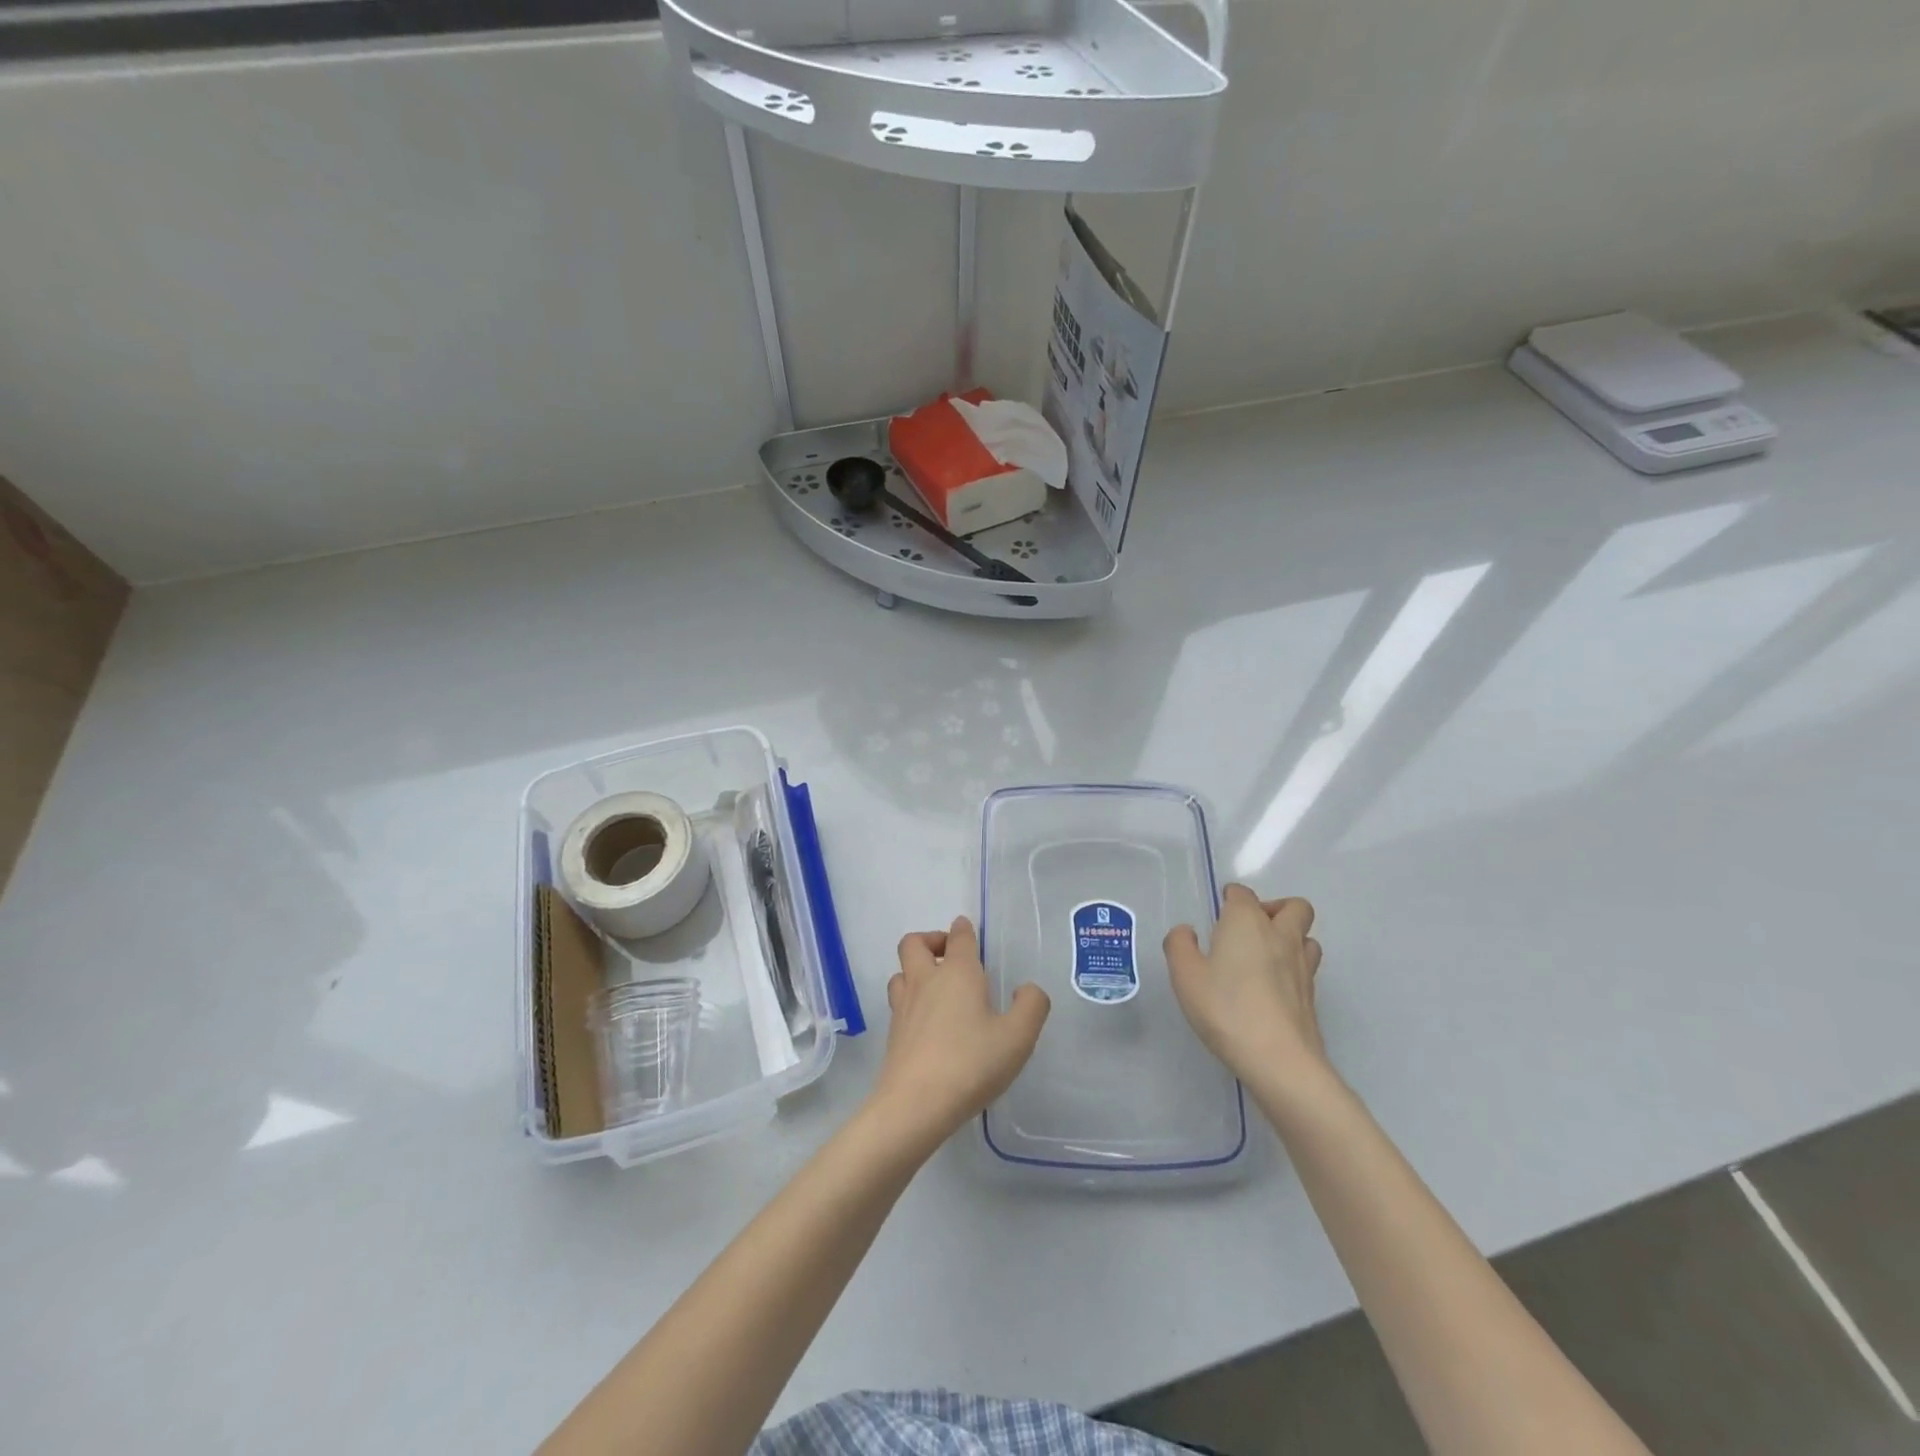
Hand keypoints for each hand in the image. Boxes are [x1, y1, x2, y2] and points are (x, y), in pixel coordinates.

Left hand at [870, 917, 1050, 1153]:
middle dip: (931, 941)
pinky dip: (912, 1001)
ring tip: (938, 988)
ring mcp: (904, 1007)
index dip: (963, 929)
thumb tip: (1026, 989)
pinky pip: (899, 1002)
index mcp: (958, 973)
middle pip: (914, 943)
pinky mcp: (893, 1034)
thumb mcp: (1018, 1037)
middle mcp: (926, 981)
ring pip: (901, 972)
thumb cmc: (971, 1063)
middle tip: (950, 956)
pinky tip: (929, 1023)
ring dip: (916, 971)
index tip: (967, 929)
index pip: (958, 936)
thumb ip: (1031, 1006)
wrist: (915, 1104)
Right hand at [1165, 885, 1327, 1089]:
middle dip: (1274, 908)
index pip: (1243, 894)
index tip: (1219, 910)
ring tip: (1265, 956)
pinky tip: (1272, 986)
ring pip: (1307, 936)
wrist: (1278, 1058)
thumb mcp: (1185, 975)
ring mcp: (1302, 966)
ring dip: (1290, 937)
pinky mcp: (1312, 995)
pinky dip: (1293, 966)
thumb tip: (1186, 932)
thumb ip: (1179, 945)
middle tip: (1250, 929)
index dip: (1231, 897)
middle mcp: (1280, 935)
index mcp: (1246, 922)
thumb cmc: (1225, 1008)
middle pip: (1293, 906)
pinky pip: (1307, 966)